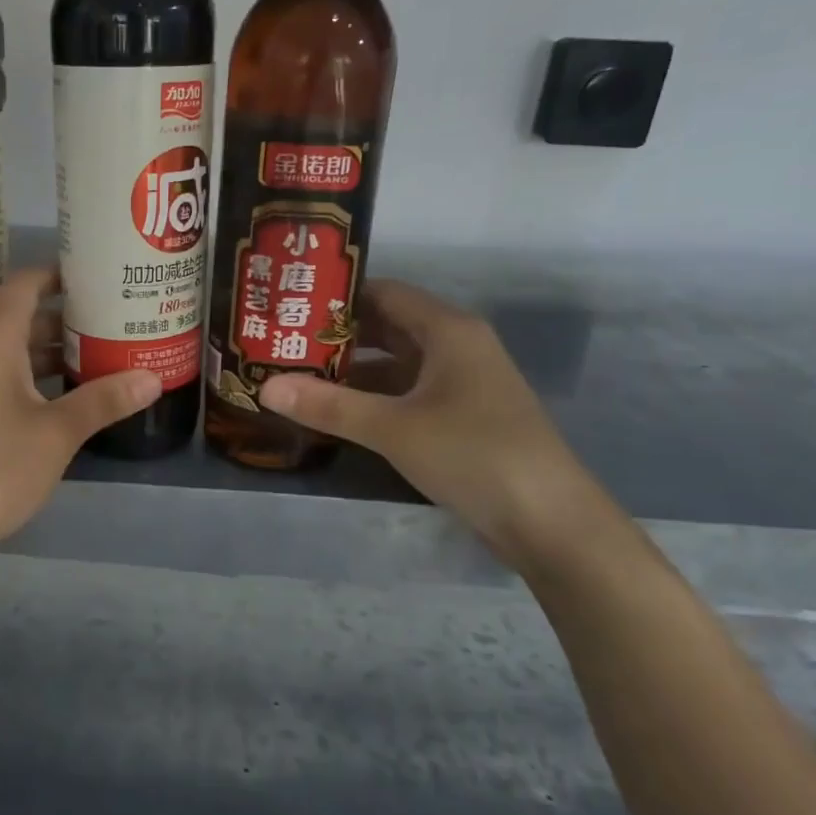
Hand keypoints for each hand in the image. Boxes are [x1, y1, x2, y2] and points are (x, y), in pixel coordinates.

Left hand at [0, 267, 161, 565]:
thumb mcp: (58, 432)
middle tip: (113, 317)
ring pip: (9, 349)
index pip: (25, 284)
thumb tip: (153, 378)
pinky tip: (64, 395)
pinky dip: (30, 375)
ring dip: (49, 350)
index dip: (59, 273)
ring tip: (99, 352)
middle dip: (65, 316)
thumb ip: (104, 400)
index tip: (97, 272)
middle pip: (19, 316)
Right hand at [257, 280, 616, 570]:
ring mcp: (462, 384)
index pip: (384, 293)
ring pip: (397, 364)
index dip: (337, 297)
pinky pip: (408, 394)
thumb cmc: (473, 454)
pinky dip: (373, 398)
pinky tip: (337, 413)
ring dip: (353, 371)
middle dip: (338, 336)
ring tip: (298, 376)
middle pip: (388, 327)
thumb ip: (328, 406)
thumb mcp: (393, 428)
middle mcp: (457, 347)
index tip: (290, 305)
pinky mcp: (462, 418)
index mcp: (448, 330)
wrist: (549, 521)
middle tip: (283, 343)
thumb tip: (265, 387)